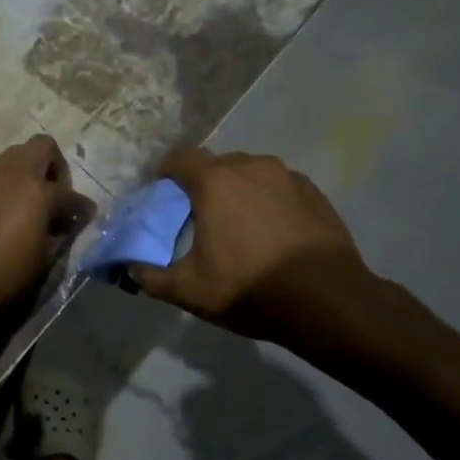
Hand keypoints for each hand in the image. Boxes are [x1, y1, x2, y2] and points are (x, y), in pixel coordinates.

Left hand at [0, 136, 93, 334]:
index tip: (84, 217)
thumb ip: (63, 233)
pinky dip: (11, 185)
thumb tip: (71, 221)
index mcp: (38, 191)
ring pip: (17, 156)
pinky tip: (10, 214)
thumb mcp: (45, 259)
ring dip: (31, 173)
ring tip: (33, 206)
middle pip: (42, 147)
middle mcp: (14, 174)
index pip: (69, 193)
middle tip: (56, 197)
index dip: (81, 207)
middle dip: (55, 167)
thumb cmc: (6, 274)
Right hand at [131, 148, 384, 345]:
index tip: (161, 197)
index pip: (179, 158)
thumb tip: (131, 268)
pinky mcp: (314, 192)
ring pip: (249, 174)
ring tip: (238, 228)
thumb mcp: (188, 291)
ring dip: (236, 192)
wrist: (328, 301)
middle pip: (215, 165)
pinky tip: (271, 234)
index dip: (165, 174)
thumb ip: (150, 276)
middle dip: (201, 186)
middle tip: (197, 219)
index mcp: (215, 181)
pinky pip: (277, 187)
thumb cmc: (250, 288)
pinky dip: (266, 202)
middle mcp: (251, 166)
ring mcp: (287, 176)